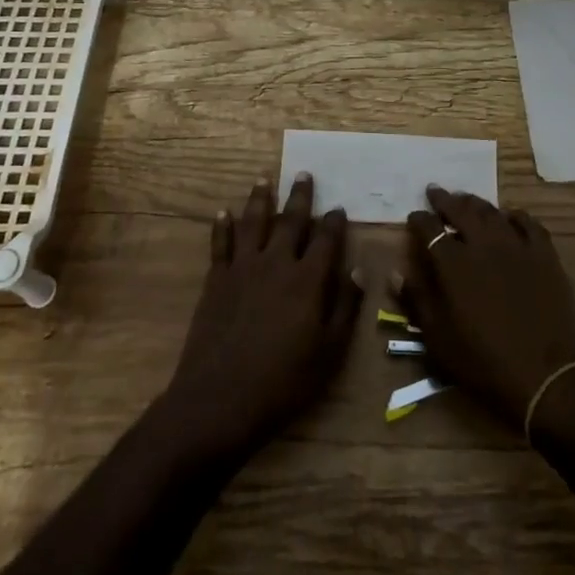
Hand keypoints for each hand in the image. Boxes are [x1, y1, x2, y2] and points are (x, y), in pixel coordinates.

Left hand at [159, 174, 361, 460]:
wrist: (219, 400)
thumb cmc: (282, 383)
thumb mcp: (329, 353)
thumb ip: (345, 308)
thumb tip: (358, 271)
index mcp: (308, 280)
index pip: (326, 239)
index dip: (334, 222)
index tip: (338, 208)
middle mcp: (276, 263)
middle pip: (290, 220)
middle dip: (300, 196)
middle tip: (304, 174)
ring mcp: (242, 268)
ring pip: (253, 222)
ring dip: (260, 198)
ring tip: (263, 178)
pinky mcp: (216, 280)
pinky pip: (220, 244)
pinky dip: (222, 226)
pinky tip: (224, 212)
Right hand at [402, 188, 574, 428]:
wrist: (547, 377)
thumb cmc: (485, 362)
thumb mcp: (440, 341)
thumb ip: (418, 301)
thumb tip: (395, 274)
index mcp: (455, 264)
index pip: (430, 229)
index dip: (419, 220)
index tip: (413, 216)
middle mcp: (484, 245)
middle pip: (461, 211)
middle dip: (445, 200)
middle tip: (435, 192)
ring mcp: (518, 247)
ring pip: (492, 213)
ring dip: (475, 204)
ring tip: (466, 200)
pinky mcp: (545, 255)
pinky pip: (528, 223)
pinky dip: (515, 216)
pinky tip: (510, 217)